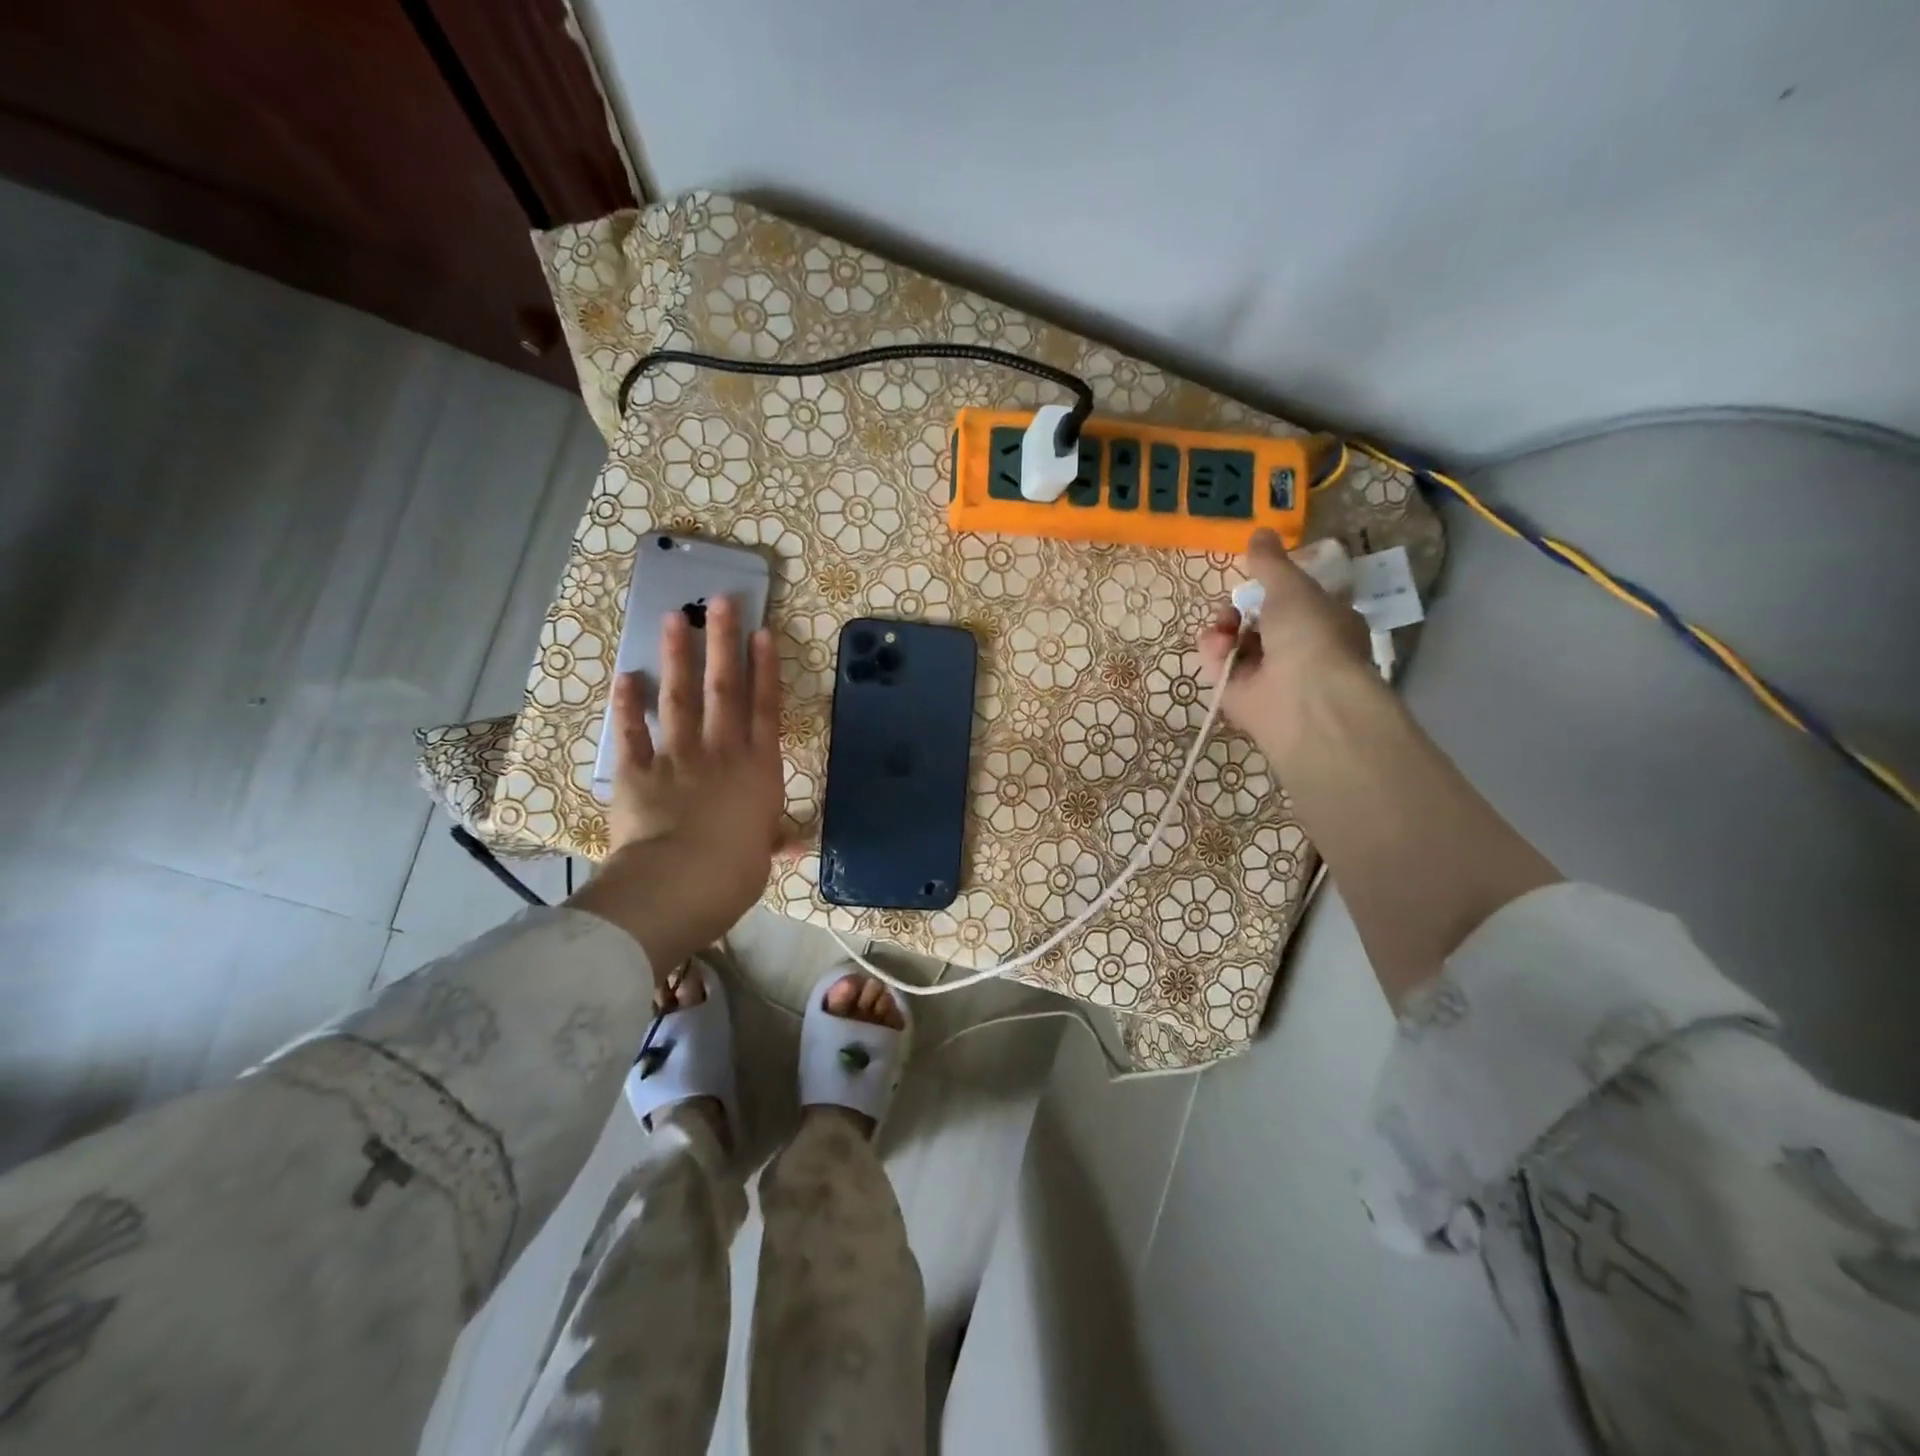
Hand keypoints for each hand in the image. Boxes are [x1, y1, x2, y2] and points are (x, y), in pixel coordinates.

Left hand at [568, 596, 787, 976]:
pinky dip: (627, 705)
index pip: (765, 708)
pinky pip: (632, 733)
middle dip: (723, 642)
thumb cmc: (735, 872)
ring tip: (675, 618)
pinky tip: (625, 676)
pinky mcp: (637, 772)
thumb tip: (795, 845)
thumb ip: (774, 841)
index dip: (765, 668)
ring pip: (680, 697)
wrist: (679, 883)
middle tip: (721, 602)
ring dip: (678, 656)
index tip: (762, 632)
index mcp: (758, 769)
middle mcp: (720, 751)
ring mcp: (677, 757)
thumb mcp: (763, 857)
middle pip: (724, 688)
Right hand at [1196, 528, 1379, 759]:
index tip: (1255, 579)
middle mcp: (1300, 651)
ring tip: (1224, 629)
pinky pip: (1219, 669)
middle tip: (1231, 608)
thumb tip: (1260, 531)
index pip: (1295, 602)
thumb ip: (1270, 562)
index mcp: (1326, 623)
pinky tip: (1219, 649)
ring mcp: (1269, 677)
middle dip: (1238, 611)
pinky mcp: (1241, 699)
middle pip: (1257, 623)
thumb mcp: (1291, 586)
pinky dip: (1214, 656)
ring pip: (1234, 645)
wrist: (1304, 699)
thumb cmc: (1311, 634)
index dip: (1272, 590)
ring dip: (1223, 631)